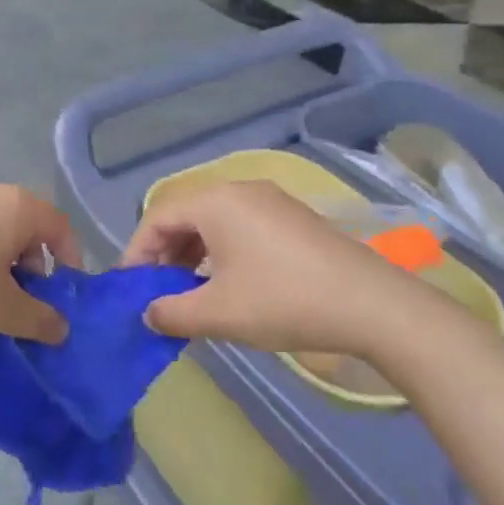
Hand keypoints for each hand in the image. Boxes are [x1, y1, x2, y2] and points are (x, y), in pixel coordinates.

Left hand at [0, 180, 77, 343]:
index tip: (60, 295)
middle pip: (28, 224)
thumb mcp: (2, 310)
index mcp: (18, 206)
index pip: (61, 226)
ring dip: (2, 259)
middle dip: (33, 263)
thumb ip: (39, 320)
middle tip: (21, 299)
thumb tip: (61, 328)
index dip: (70, 260)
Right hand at [121, 180, 445, 356]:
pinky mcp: (293, 218)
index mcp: (215, 202)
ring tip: (188, 291)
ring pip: (213, 222)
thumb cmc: (284, 301)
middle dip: (163, 253)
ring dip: (192, 254)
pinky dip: (221, 251)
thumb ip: (171, 312)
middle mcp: (240, 190)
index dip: (136, 252)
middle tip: (156, 291)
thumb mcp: (218, 313)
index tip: (129, 288)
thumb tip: (148, 313)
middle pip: (184, 215)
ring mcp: (271, 201)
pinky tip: (227, 283)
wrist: (374, 306)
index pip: (157, 218)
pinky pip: (240, 227)